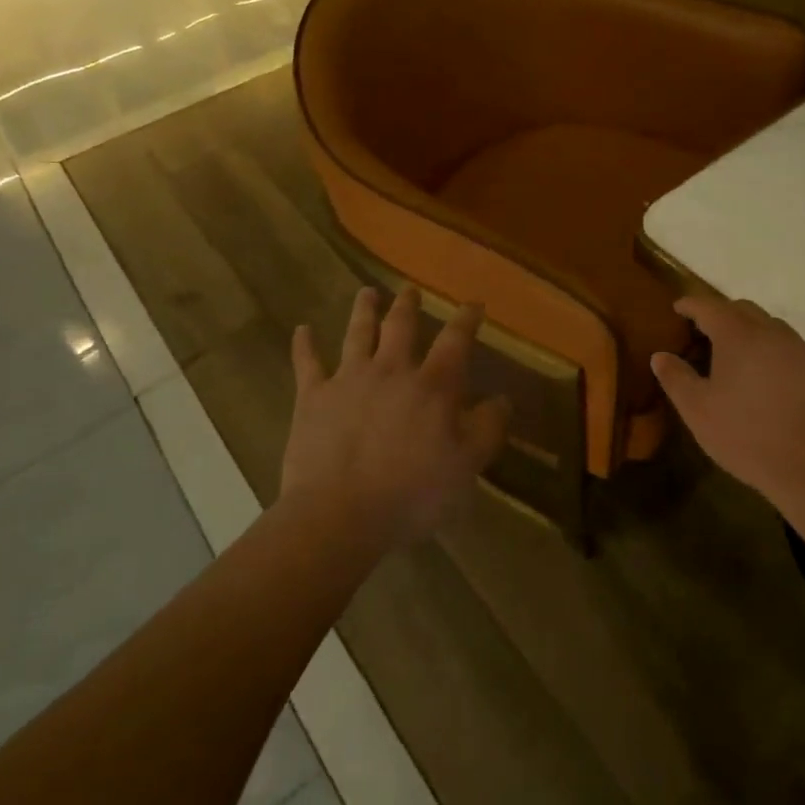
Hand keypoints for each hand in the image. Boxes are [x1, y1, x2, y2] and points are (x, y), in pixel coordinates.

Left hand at [282, 286, 510, 548]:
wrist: (339, 515)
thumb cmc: (412, 493)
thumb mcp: (467, 465)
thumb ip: (488, 428)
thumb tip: (502, 398)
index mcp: (432, 385)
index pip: (455, 341)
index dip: (466, 319)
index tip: (473, 304)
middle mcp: (391, 370)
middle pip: (401, 327)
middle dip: (408, 306)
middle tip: (410, 290)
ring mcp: (348, 380)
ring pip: (357, 333)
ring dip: (364, 310)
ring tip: (367, 292)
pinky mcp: (312, 398)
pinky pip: (307, 364)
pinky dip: (304, 345)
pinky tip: (302, 330)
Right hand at [651, 296, 804, 507]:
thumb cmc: (745, 434)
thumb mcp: (697, 410)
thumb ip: (676, 377)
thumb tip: (660, 355)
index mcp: (738, 335)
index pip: (708, 306)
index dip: (690, 305)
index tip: (678, 308)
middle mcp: (771, 332)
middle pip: (742, 310)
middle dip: (721, 314)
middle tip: (704, 334)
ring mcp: (801, 350)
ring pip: (770, 327)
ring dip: (749, 332)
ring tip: (736, 357)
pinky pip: (791, 349)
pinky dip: (773, 352)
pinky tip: (768, 380)